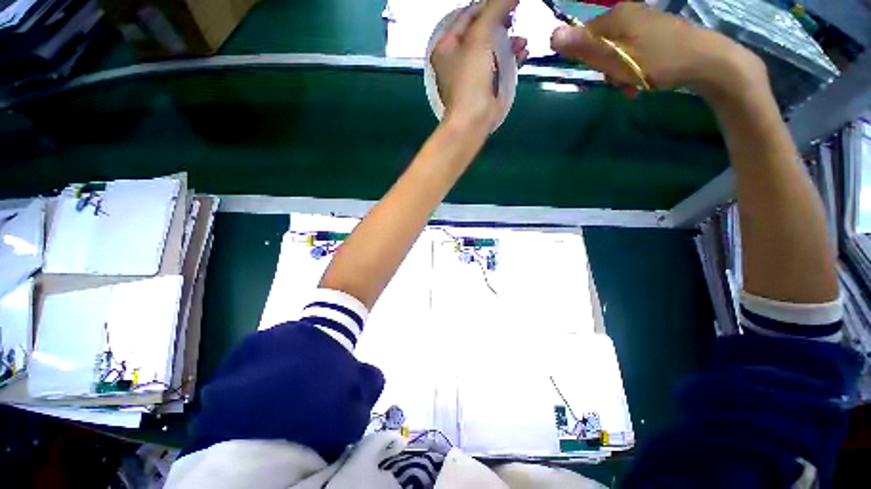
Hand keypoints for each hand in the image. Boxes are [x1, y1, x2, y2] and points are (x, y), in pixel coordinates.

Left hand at [430, 0, 527, 128]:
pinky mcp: (484, 87)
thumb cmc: (470, 80)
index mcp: (446, 47)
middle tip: (516, 16)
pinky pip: (499, 66)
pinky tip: (524, 52)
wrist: (473, 120)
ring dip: (509, 42)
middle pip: (481, 31)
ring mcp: (471, 74)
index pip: (467, 16)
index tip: (507, 1)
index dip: (487, 5)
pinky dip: (511, 58)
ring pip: (492, 49)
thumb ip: (494, 9)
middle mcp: (457, 59)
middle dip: (501, 23)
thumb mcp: (479, 38)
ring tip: (523, 40)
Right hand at [550, 3, 766, 103]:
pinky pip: (631, 51)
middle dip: (602, 67)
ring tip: (630, 85)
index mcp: (615, 16)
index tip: (595, 73)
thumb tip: (552, 36)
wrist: (707, 61)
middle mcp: (627, 13)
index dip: (583, 58)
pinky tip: (639, 81)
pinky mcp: (655, 32)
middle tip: (615, 81)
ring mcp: (643, 21)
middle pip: (599, 44)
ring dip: (617, 71)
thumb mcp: (615, 59)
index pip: (581, 36)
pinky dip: (631, 68)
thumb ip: (584, 48)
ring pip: (615, 50)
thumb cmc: (658, 61)